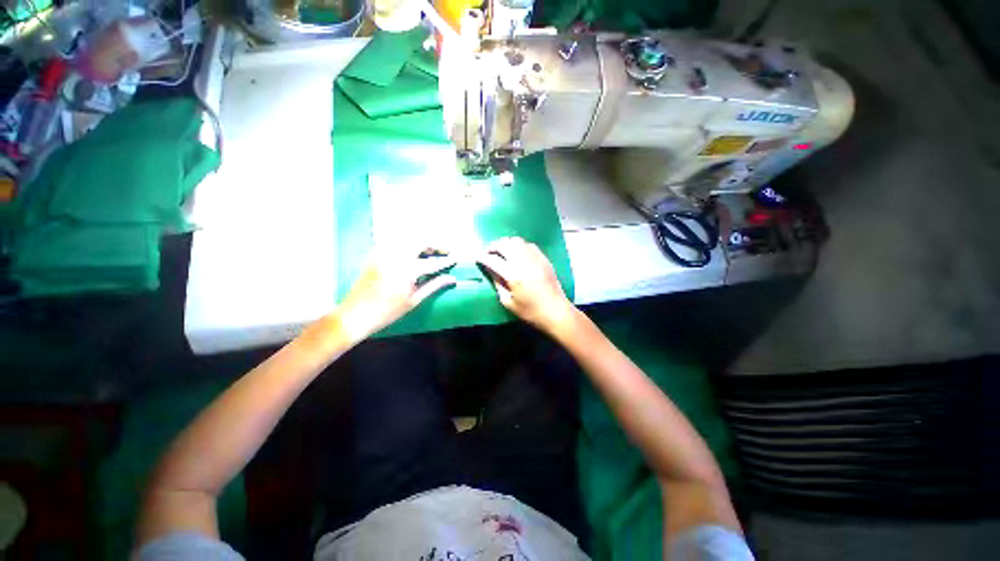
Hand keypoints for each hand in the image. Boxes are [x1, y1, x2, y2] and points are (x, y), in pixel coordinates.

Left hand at [337, 247, 456, 341]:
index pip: (433, 262)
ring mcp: (383, 253)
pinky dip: (407, 244)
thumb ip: (434, 285)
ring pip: (407, 238)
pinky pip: (395, 242)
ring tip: (431, 251)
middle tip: (445, 251)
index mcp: (406, 270)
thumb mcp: (414, 300)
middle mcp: (395, 256)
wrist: (355, 314)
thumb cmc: (387, 311)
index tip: (457, 257)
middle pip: (420, 241)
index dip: (446, 260)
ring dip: (422, 242)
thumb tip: (452, 279)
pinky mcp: (375, 254)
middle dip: (436, 244)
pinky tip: (412, 252)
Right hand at [477, 237, 577, 332]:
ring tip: (501, 250)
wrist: (556, 311)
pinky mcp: (543, 258)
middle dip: (493, 246)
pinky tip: (517, 252)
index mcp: (513, 275)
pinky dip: (519, 245)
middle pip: (504, 245)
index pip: (492, 260)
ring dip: (505, 243)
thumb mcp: (508, 302)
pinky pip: (528, 244)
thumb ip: (498, 284)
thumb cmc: (530, 311)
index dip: (482, 257)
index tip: (477, 258)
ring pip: (516, 241)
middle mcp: (523, 262)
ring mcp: (535, 258)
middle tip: (488, 252)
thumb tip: (491, 270)